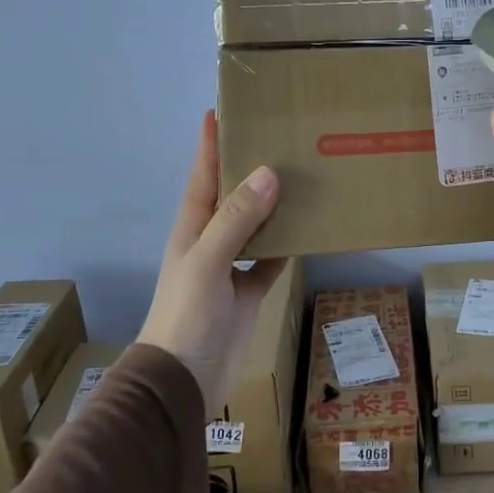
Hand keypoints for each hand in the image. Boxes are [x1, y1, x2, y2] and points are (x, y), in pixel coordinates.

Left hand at [137, 112, 286, 415]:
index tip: (221, 110)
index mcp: (192, 228)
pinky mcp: (249, 291)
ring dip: (274, 204)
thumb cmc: (187, 317)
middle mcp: (211, 240)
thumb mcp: (207, 262)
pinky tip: (310, 229)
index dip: (209, 143)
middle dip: (250, 166)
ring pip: (256, 225)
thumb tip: (269, 172)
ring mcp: (230, 267)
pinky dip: (288, 244)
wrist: (183, 382)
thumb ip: (236, 219)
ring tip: (303, 176)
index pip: (202, 175)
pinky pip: (271, 259)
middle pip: (232, 195)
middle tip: (281, 137)